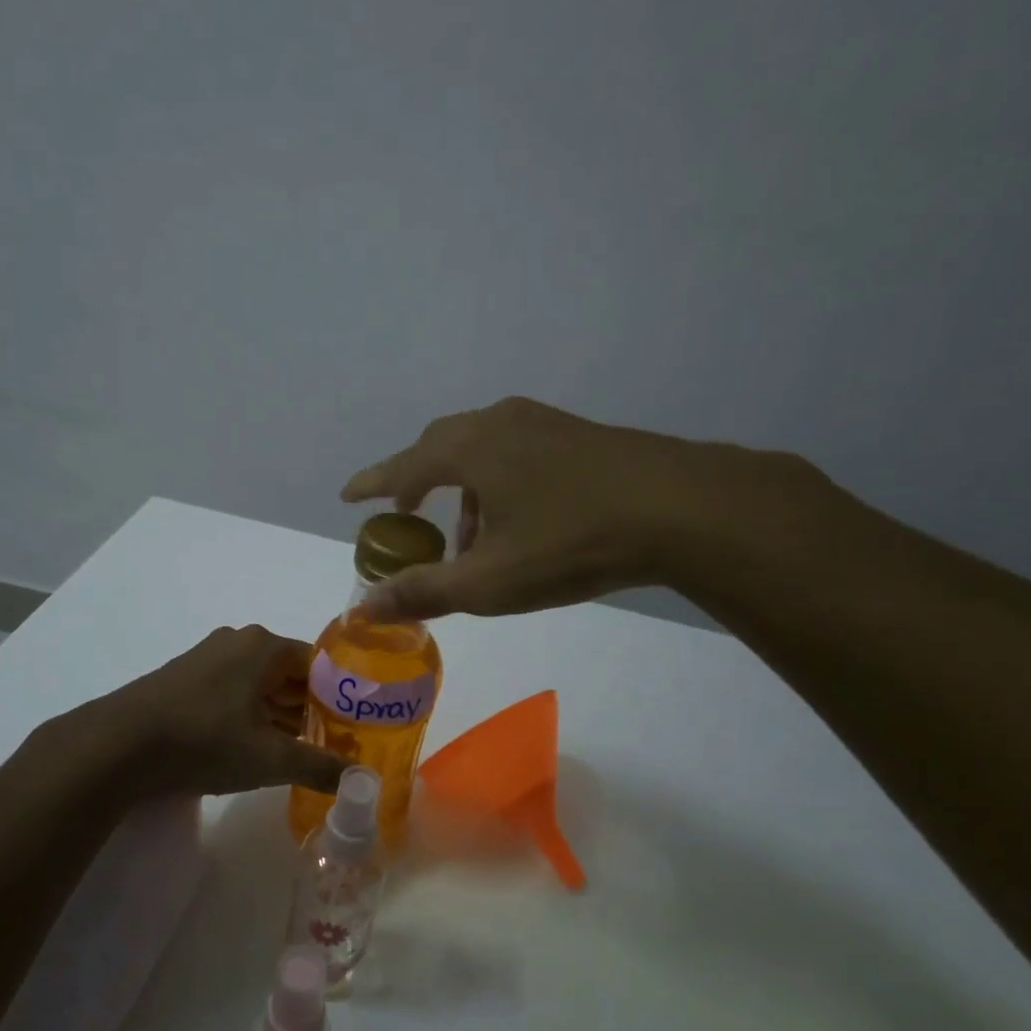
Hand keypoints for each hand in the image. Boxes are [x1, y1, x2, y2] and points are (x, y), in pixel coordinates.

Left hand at [88, 625, 346, 799]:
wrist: (119, 746)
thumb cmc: (205, 740)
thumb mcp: (270, 758)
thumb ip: (319, 766)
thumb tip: (362, 780)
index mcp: (264, 646)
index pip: (318, 663)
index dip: (339, 695)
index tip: (353, 726)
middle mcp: (237, 642)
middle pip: (289, 673)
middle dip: (310, 708)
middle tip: (331, 743)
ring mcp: (207, 658)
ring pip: (259, 684)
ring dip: (279, 714)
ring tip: (298, 751)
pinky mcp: (184, 679)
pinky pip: (232, 692)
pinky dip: (250, 715)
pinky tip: (254, 746)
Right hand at [342, 397, 820, 620]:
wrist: (681, 509)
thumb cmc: (571, 543)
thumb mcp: (489, 581)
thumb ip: (423, 592)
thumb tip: (365, 607)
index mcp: (470, 449)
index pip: (403, 465)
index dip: (372, 483)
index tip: (349, 496)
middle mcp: (500, 423)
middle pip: (441, 446)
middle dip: (418, 481)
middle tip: (407, 514)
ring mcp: (543, 423)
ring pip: (483, 450)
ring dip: (463, 490)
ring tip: (470, 539)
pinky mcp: (578, 434)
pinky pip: (516, 451)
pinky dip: (498, 482)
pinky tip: (521, 521)